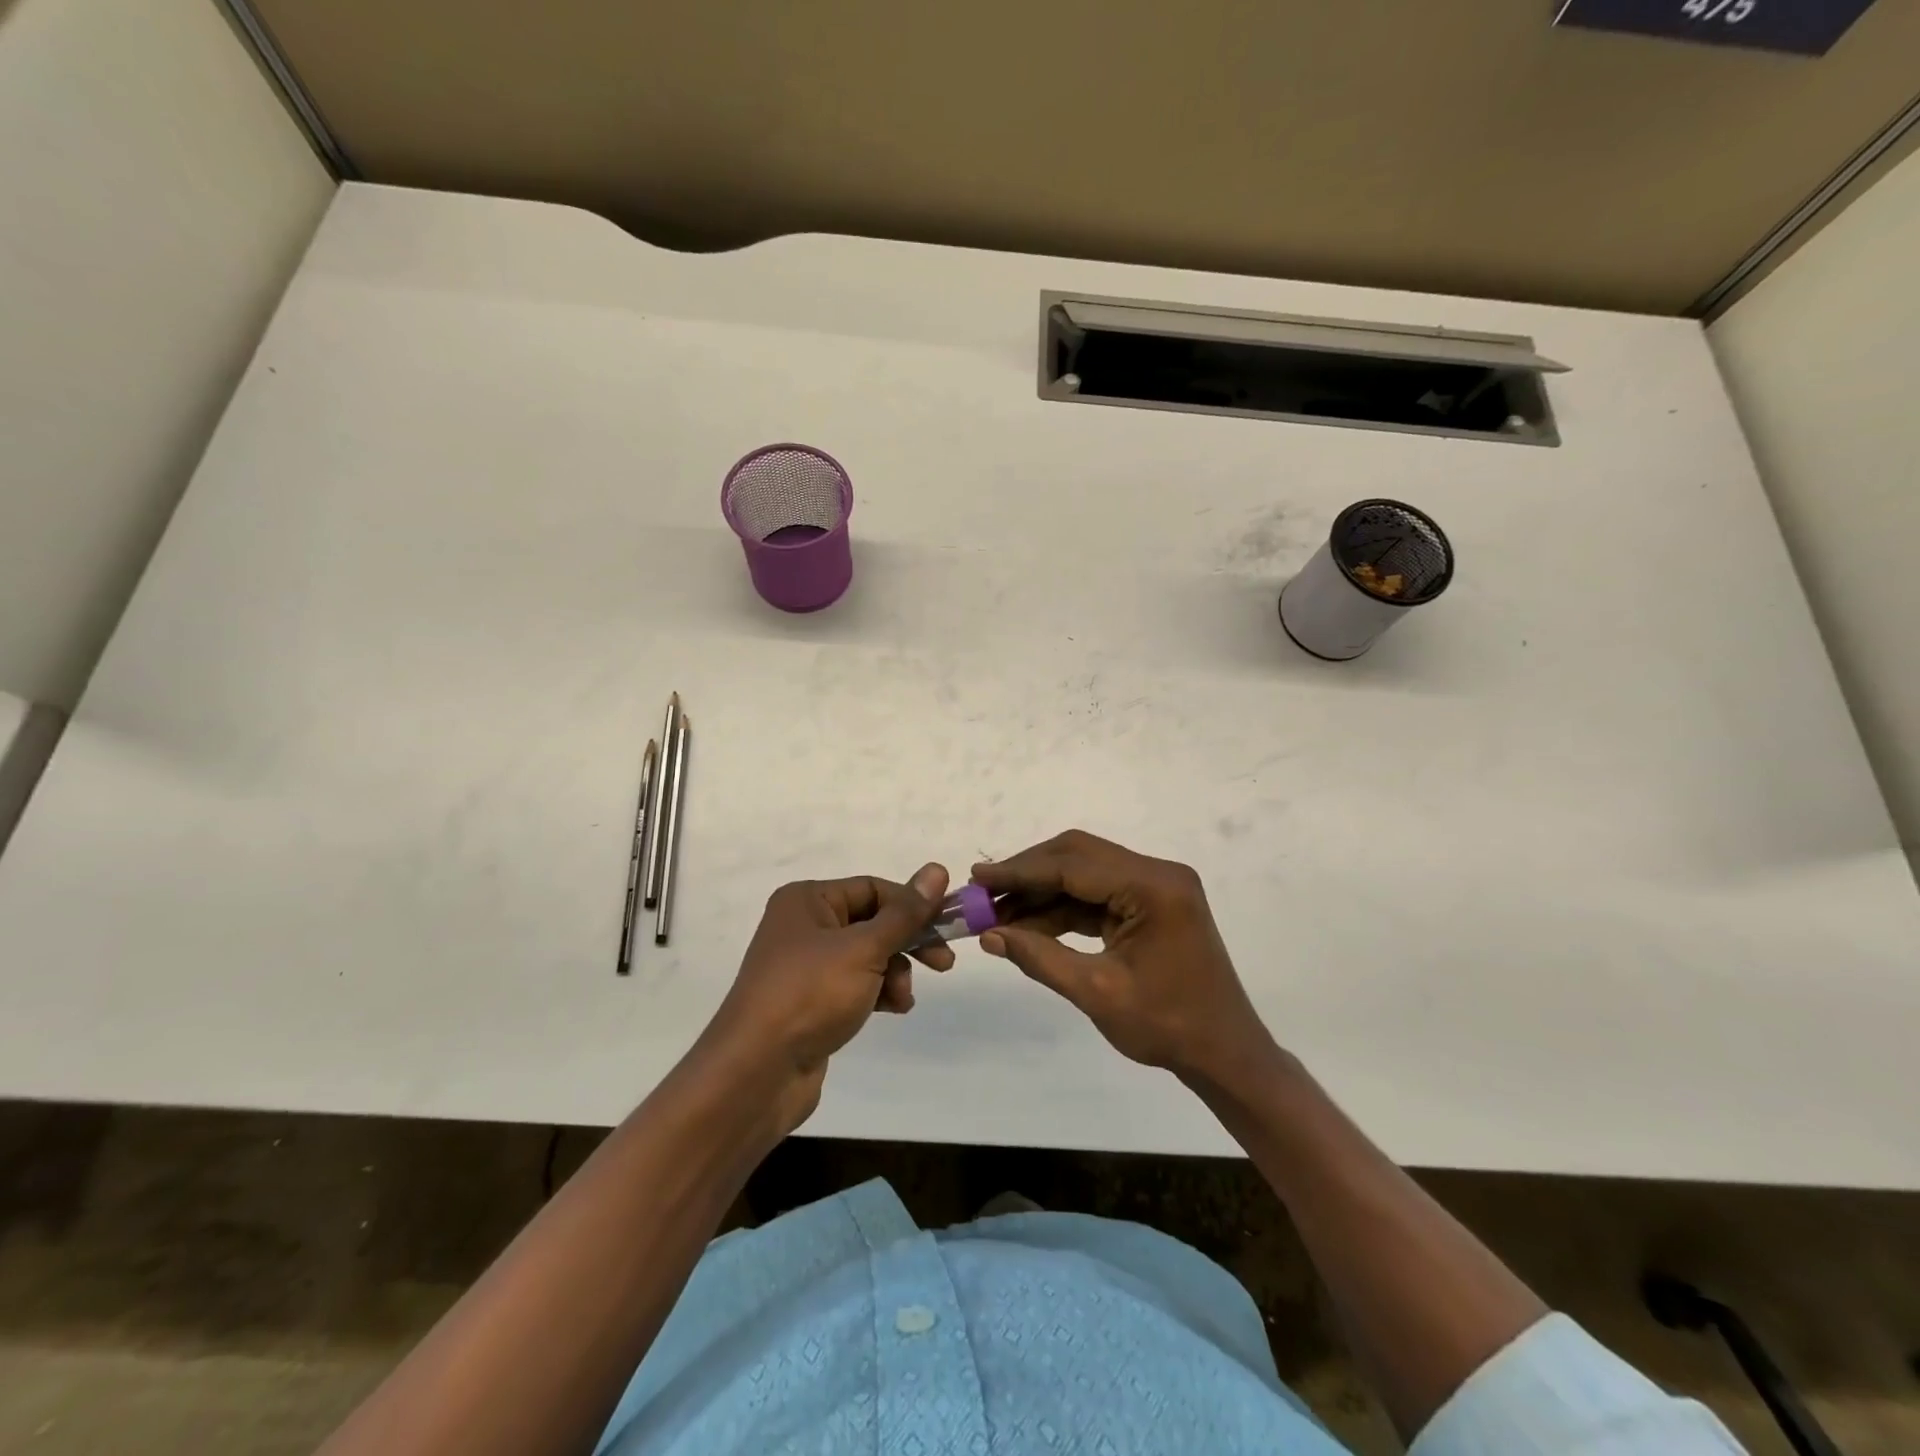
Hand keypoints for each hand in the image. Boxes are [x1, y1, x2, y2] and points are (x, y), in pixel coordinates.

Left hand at [700, 864, 953, 1134]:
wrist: (757, 1073)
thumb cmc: (810, 995)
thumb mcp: (864, 949)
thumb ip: (905, 913)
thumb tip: (937, 869)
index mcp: (807, 900)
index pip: (873, 888)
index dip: (912, 905)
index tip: (948, 924)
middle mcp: (804, 925)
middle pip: (873, 921)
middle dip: (909, 942)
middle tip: (943, 962)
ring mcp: (807, 965)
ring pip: (869, 955)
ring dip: (895, 971)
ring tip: (903, 997)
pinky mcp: (812, 1000)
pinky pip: (857, 983)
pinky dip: (879, 991)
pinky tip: (894, 1009)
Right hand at [972, 830, 1275, 1082]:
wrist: (1225, 1053)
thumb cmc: (1168, 1027)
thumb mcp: (1097, 992)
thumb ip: (1040, 957)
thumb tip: (989, 935)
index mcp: (1153, 887)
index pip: (1073, 866)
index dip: (1021, 871)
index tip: (978, 877)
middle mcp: (1157, 873)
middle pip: (1078, 856)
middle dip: (1028, 874)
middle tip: (984, 892)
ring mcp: (1155, 886)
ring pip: (1084, 873)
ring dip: (1042, 892)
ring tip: (997, 913)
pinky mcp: (1150, 903)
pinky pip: (1097, 894)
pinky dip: (1062, 908)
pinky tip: (1028, 924)